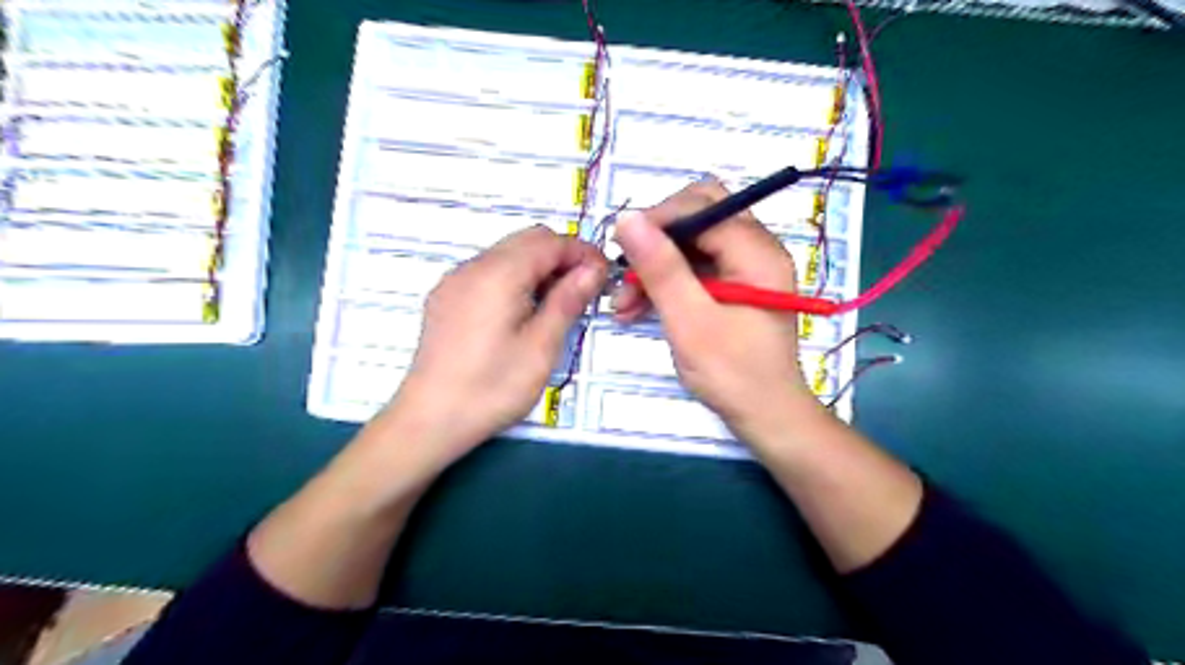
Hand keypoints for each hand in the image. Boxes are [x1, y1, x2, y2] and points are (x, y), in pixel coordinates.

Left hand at [383, 225, 605, 469]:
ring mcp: (455, 280)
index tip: (604, 277)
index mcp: (498, 274)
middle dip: (562, 257)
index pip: (550, 242)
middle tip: (584, 291)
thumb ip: (568, 300)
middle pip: (527, 240)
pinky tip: (523, 312)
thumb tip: (593, 269)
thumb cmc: (492, 387)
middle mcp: (473, 266)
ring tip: (557, 304)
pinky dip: (515, 278)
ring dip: (539, 267)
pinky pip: (488, 271)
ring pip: (507, 253)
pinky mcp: (446, 297)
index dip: (583, 253)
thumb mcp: (541, 346)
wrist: (430, 419)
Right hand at [611, 179, 825, 443]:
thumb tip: (628, 218)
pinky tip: (638, 308)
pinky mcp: (733, 286)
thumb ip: (661, 269)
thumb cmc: (733, 374)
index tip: (621, 247)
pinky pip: (694, 268)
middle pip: (698, 216)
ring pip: (691, 244)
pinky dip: (666, 283)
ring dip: (655, 265)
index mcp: (756, 251)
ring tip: (623, 302)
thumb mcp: (690, 322)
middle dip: (656, 240)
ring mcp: (745, 268)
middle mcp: (756, 249)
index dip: (658, 219)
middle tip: (625, 269)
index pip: (703, 206)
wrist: (766, 416)